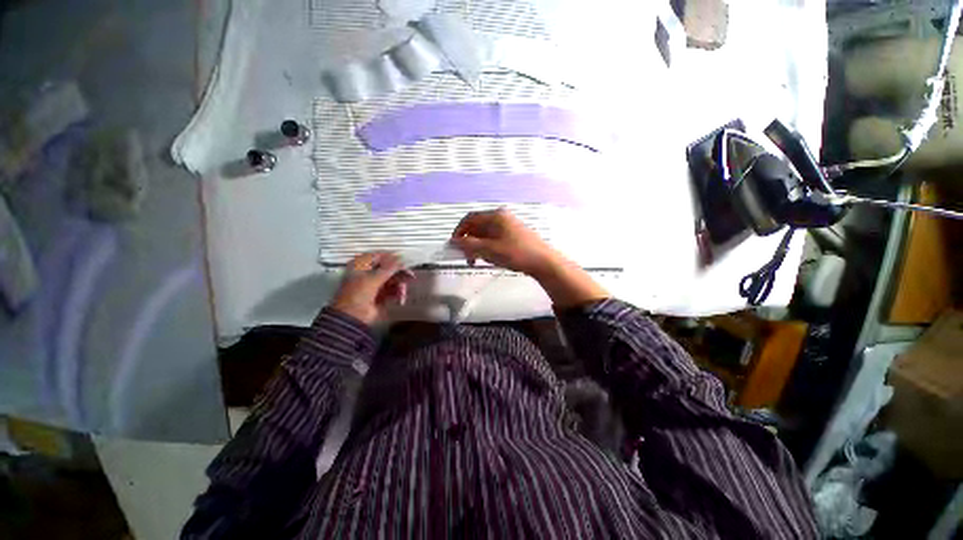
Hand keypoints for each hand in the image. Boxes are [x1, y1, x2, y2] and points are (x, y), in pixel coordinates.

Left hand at [330, 252, 413, 325]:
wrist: (352, 317)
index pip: (378, 256)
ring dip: (400, 284)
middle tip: (411, 276)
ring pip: (392, 279)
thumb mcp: (373, 278)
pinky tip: (401, 297)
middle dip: (399, 273)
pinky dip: (398, 293)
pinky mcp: (380, 296)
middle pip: (387, 268)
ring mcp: (374, 285)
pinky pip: (392, 290)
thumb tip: (401, 258)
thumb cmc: (358, 294)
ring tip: (403, 291)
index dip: (392, 257)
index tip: (404, 260)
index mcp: (360, 265)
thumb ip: (389, 268)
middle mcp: (366, 273)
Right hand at [452, 208, 608, 307]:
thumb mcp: (489, 250)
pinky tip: (491, 258)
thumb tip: (453, 241)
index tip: (454, 246)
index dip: (459, 231)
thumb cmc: (516, 253)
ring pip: (486, 234)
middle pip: (478, 226)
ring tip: (479, 260)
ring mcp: (509, 225)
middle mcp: (502, 217)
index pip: (469, 219)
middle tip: (468, 257)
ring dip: (478, 246)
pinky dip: (488, 247)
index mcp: (495, 216)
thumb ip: (469, 245)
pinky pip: (495, 238)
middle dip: (469, 242)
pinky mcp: (514, 235)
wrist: (543, 261)